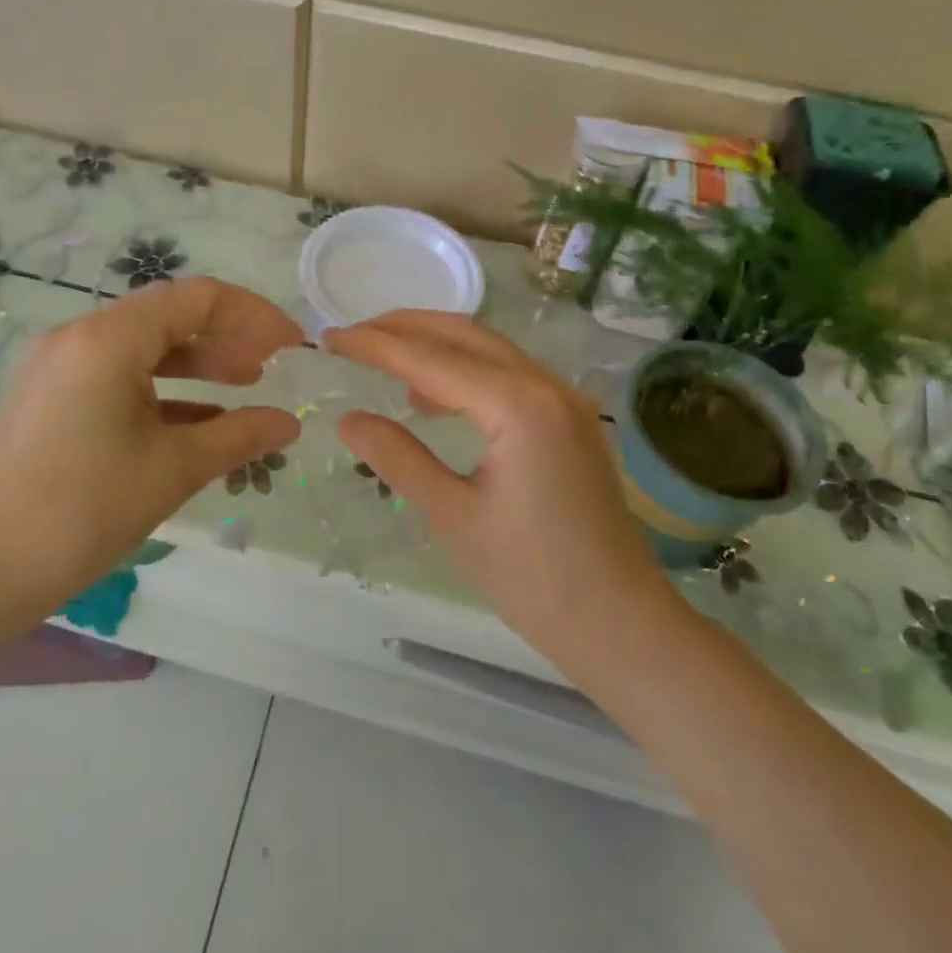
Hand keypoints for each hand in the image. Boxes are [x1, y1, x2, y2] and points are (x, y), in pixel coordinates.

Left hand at [0, 279, 301, 638]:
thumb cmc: (83, 511)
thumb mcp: (173, 469)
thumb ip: (240, 436)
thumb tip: (290, 424)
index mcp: (109, 340)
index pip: (197, 298)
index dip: (253, 315)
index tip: (291, 345)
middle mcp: (81, 337)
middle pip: (170, 316)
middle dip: (227, 337)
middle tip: (271, 367)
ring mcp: (61, 366)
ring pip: (145, 346)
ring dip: (198, 361)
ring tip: (245, 384)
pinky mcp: (53, 396)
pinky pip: (120, 375)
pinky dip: (165, 388)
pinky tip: (201, 417)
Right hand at [326, 312, 684, 670]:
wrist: (620, 624)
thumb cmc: (533, 578)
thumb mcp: (453, 516)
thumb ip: (398, 457)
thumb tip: (348, 419)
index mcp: (518, 406)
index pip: (431, 358)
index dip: (376, 345)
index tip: (330, 337)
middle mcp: (547, 386)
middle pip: (465, 335)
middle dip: (406, 328)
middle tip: (354, 335)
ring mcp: (565, 400)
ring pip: (490, 351)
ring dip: (437, 346)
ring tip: (386, 361)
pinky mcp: (571, 420)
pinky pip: (510, 376)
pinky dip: (466, 373)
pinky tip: (434, 399)